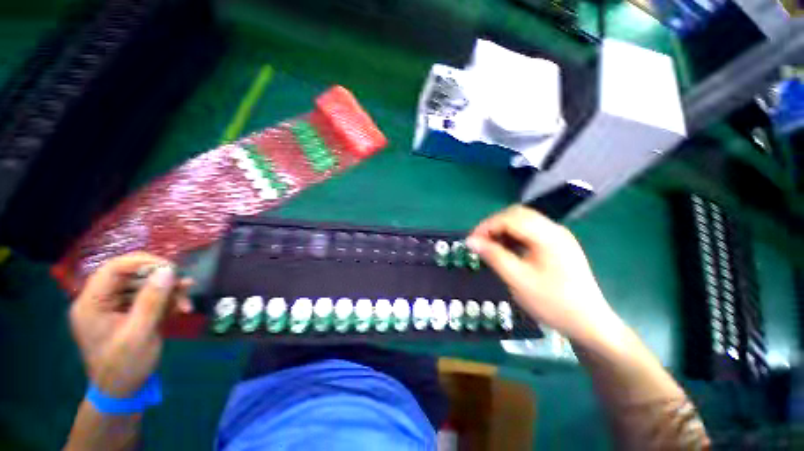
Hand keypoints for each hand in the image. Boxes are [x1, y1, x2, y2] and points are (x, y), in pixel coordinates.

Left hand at [69, 252, 191, 396]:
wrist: (123, 393)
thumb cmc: (125, 366)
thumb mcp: (140, 333)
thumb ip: (152, 300)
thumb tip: (169, 270)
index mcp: (91, 303)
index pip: (114, 269)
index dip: (143, 263)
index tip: (172, 268)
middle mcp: (100, 301)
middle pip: (131, 276)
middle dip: (161, 280)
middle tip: (185, 287)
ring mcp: (114, 308)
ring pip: (143, 286)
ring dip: (168, 292)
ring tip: (187, 303)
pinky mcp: (127, 314)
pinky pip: (148, 299)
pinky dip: (167, 301)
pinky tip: (181, 308)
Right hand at [467, 205, 624, 347]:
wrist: (589, 324)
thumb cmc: (552, 303)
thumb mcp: (518, 280)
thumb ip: (493, 256)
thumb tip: (471, 241)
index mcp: (547, 236)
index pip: (510, 218)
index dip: (486, 226)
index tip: (471, 241)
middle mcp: (554, 229)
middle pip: (517, 214)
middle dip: (494, 225)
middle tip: (480, 243)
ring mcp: (558, 236)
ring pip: (522, 221)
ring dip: (503, 230)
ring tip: (491, 247)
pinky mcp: (557, 244)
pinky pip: (530, 231)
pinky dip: (513, 236)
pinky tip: (507, 250)